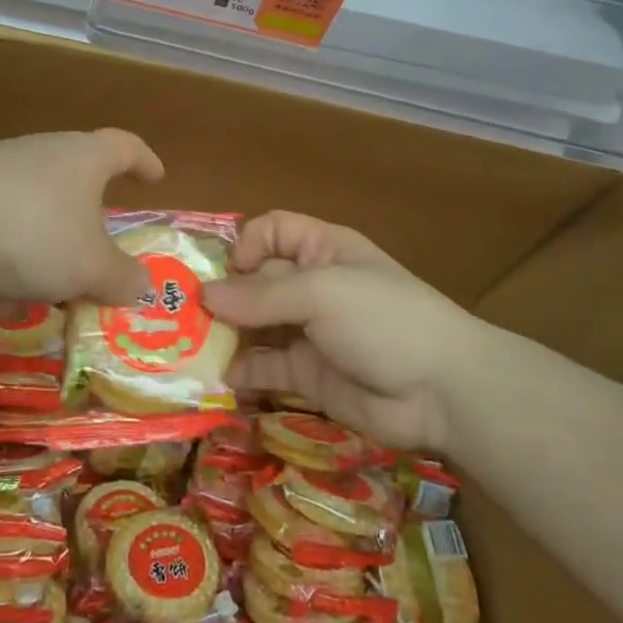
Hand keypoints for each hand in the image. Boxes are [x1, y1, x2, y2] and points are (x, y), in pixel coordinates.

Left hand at [0, 130, 163, 306]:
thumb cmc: (33, 229)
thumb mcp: (89, 265)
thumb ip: (119, 278)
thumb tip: (143, 287)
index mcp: (84, 158)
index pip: (124, 146)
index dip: (144, 161)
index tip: (156, 178)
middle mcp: (42, 156)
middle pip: (77, 177)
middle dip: (90, 213)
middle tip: (102, 246)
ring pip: (36, 206)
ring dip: (49, 240)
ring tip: (56, 281)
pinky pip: (0, 227)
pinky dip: (11, 255)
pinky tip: (7, 292)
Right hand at [203, 211, 481, 452]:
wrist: (443, 391)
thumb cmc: (383, 318)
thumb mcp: (322, 293)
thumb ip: (261, 295)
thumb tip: (203, 295)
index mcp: (321, 249)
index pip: (272, 231)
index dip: (246, 245)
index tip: (227, 273)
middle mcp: (311, 285)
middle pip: (255, 280)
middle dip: (222, 295)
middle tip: (179, 316)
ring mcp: (308, 332)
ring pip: (255, 326)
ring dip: (224, 335)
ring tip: (187, 350)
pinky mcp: (307, 375)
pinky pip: (265, 367)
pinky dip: (242, 372)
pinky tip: (220, 380)